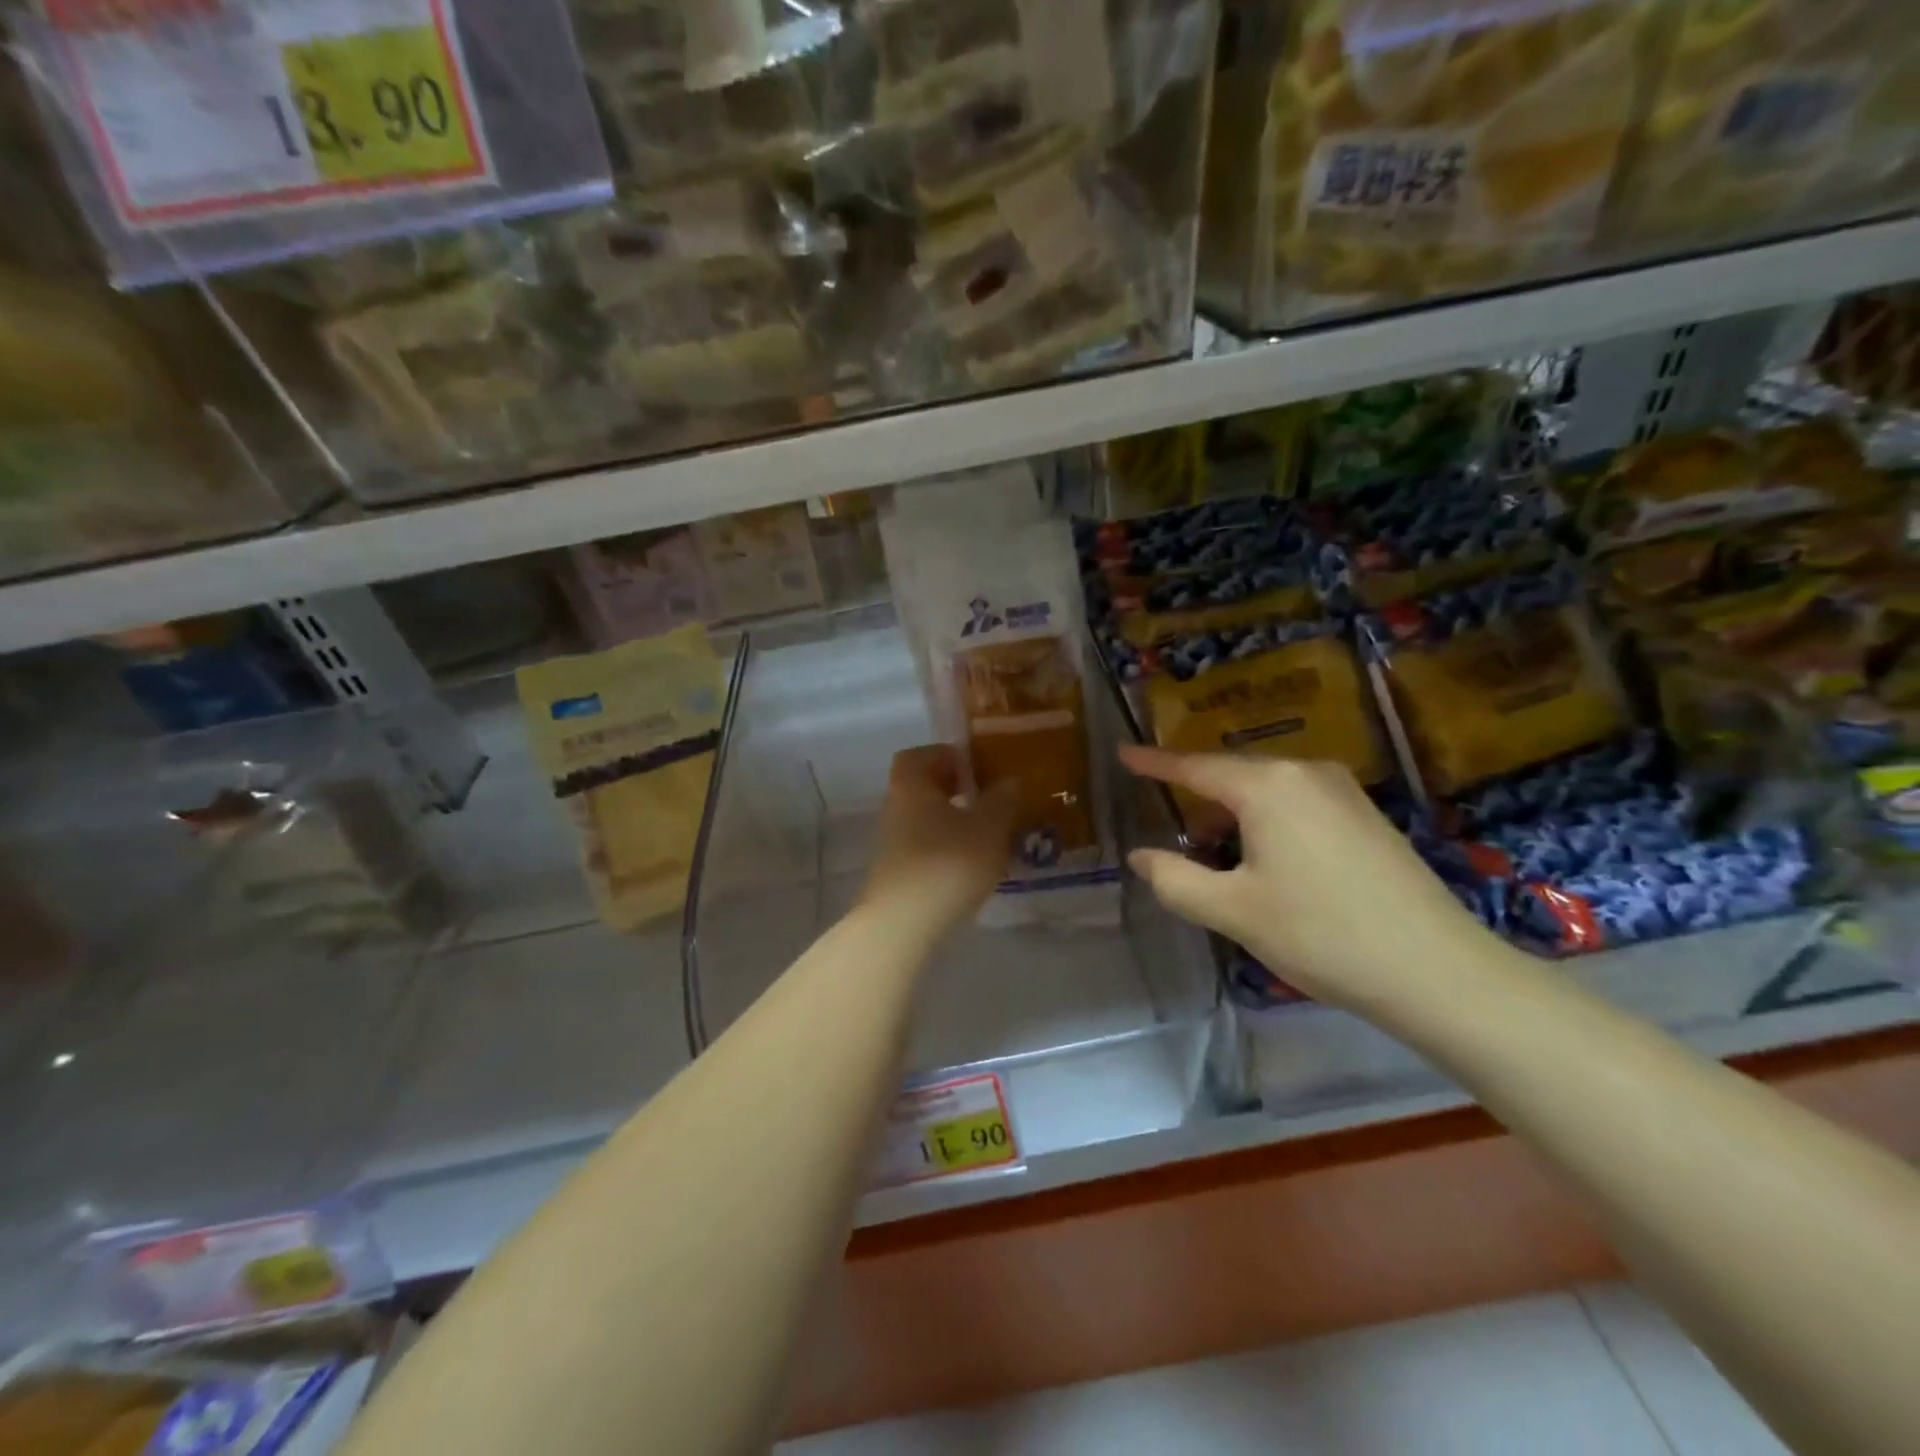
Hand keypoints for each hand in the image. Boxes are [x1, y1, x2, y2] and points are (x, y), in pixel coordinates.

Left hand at [859, 746, 1020, 936]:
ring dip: (952, 821)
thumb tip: (1009, 781)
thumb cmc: (948, 862)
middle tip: (988, 799)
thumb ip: (1002, 800)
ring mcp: (891, 843)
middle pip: (922, 788)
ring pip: (924, 820)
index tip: (976, 767)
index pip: (920, 755)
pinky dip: (945, 848)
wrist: (903, 925)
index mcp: (911, 784)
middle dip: (954, 789)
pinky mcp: (896, 874)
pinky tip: (971, 865)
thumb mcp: (989, 827)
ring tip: (988, 834)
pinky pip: (923, 848)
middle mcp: (894, 808)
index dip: (947, 756)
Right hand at [1120, 746, 1502, 1015]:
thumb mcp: (1233, 911)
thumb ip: (1176, 880)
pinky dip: (1265, 822)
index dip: (1155, 763)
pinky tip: (1262, 860)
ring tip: (1211, 852)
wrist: (1438, 970)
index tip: (1124, 753)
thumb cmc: (1321, 934)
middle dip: (1196, 797)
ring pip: (1266, 791)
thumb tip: (1141, 856)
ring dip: (1232, 815)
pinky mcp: (1365, 816)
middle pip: (1232, 775)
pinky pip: (1296, 804)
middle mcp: (1305, 773)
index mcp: (1267, 786)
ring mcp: (1342, 791)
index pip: (1195, 766)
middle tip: (1167, 822)